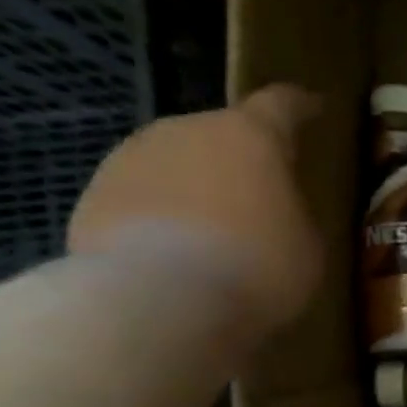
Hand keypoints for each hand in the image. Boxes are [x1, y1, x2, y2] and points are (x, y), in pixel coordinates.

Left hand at [68, 84, 323, 333]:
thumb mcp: (306, 245)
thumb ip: (292, 213)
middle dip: (239, 161)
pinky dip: (158, 219)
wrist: (159, 302)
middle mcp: (187, 130)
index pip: (281, 104)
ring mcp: (132, 159)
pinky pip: (141, 200)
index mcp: (250, 135)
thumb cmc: (257, 267)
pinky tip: (171, 258)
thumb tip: (272, 210)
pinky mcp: (94, 197)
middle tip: (258, 198)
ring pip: (175, 165)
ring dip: (194, 189)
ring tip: (210, 235)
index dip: (300, 106)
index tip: (312, 108)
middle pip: (220, 136)